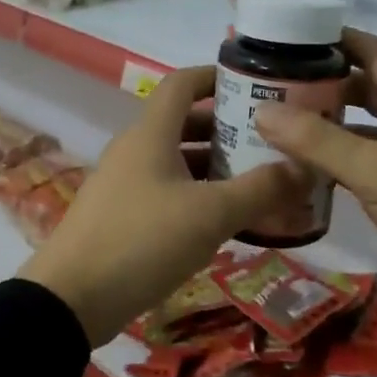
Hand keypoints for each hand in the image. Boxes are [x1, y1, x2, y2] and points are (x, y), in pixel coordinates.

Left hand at [19, 67, 302, 344]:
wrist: (69, 300)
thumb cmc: (141, 241)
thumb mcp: (209, 215)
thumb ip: (260, 190)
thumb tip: (306, 166)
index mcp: (151, 134)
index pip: (183, 83)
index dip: (216, 76)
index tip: (255, 85)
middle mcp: (135, 150)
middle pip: (184, 123)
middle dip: (227, 129)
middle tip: (270, 142)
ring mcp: (125, 184)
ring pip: (177, 161)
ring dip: (215, 166)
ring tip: (258, 181)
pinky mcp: (121, 216)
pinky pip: (167, 191)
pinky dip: (198, 195)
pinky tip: (226, 220)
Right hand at [254, 29, 376, 323]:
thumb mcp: (374, 171)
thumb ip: (317, 140)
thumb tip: (262, 109)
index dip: (341, 39)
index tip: (298, 37)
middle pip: (374, 85)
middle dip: (331, 81)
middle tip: (284, 84)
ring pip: (376, 123)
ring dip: (339, 120)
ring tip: (292, 122)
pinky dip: (351, 155)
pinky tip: (321, 168)